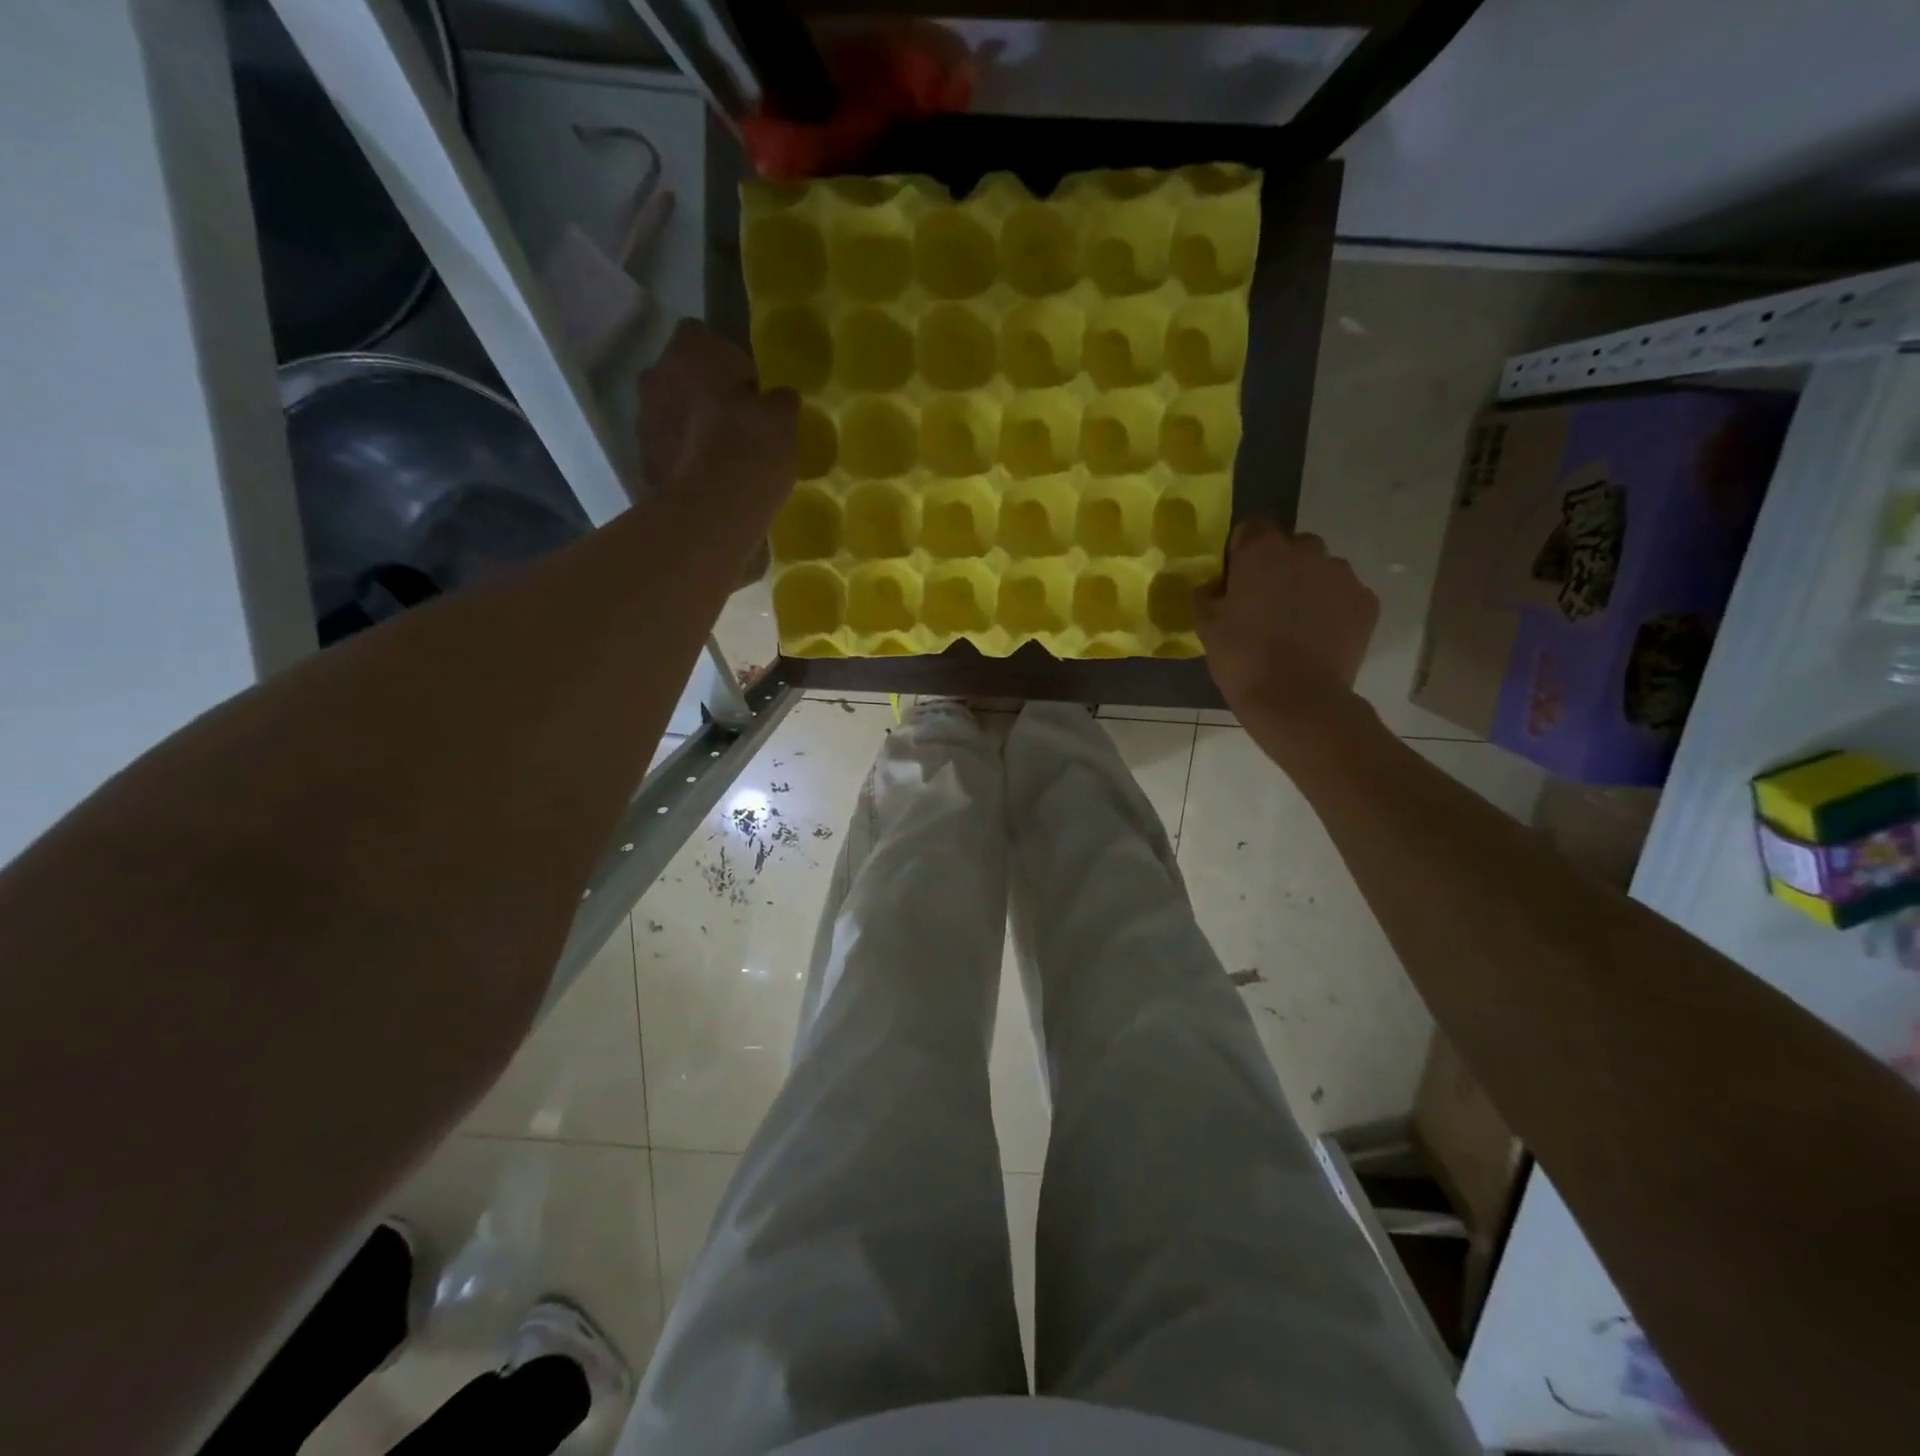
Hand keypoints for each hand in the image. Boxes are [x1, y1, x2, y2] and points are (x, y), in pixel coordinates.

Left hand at [638, 319, 796, 513]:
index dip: (727, 358)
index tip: (750, 388)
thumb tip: (778, 398)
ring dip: (694, 426)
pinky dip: (687, 460)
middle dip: (706, 392)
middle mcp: (655, 376)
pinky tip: (713, 482)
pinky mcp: (643, 462)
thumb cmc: (750, 449)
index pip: (702, 334)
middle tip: (739, 423)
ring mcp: (644, 421)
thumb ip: (779, 401)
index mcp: (688, 351)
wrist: (711, 513)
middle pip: (682, 375)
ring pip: (673, 413)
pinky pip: (671, 450)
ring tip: (727, 458)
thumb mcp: (783, 420)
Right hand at [1196, 517, 1378, 744]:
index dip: (1242, 551)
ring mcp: (1342, 574)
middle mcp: (1307, 550)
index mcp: (1262, 551)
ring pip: (1321, 570)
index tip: (1236, 580)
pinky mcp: (1367, 602)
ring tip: (1296, 626)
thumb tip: (1213, 586)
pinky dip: (1333, 610)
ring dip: (1308, 587)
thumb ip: (1207, 595)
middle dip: (1279, 567)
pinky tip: (1319, 639)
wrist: (1296, 699)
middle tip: (1265, 605)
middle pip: (1291, 546)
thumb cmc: (1242, 659)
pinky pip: (1344, 596)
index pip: (1252, 527)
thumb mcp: (1206, 626)